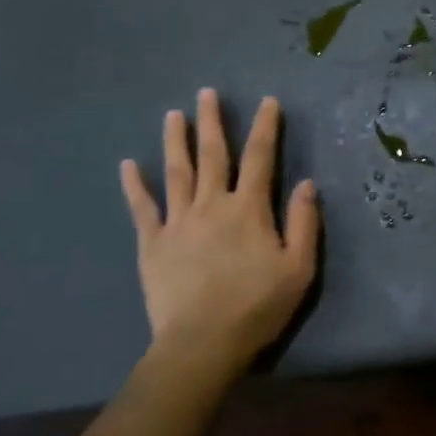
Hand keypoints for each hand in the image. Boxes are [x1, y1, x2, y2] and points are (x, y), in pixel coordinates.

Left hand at [119, 88, 319, 384]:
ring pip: (176, 172)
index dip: (265, 127)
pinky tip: (127, 165)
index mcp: (248, 209)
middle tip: (206, 93)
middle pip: (213, 155)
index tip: (267, 101)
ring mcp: (177, 222)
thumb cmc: (257, 306)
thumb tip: (307, 183)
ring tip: (173, 115)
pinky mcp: (152, 243)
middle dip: (212, 122)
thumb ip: (304, 223)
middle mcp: (211, 205)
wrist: (202, 343)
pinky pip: (142, 208)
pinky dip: (134, 185)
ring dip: (175, 141)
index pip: (260, 158)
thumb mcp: (298, 268)